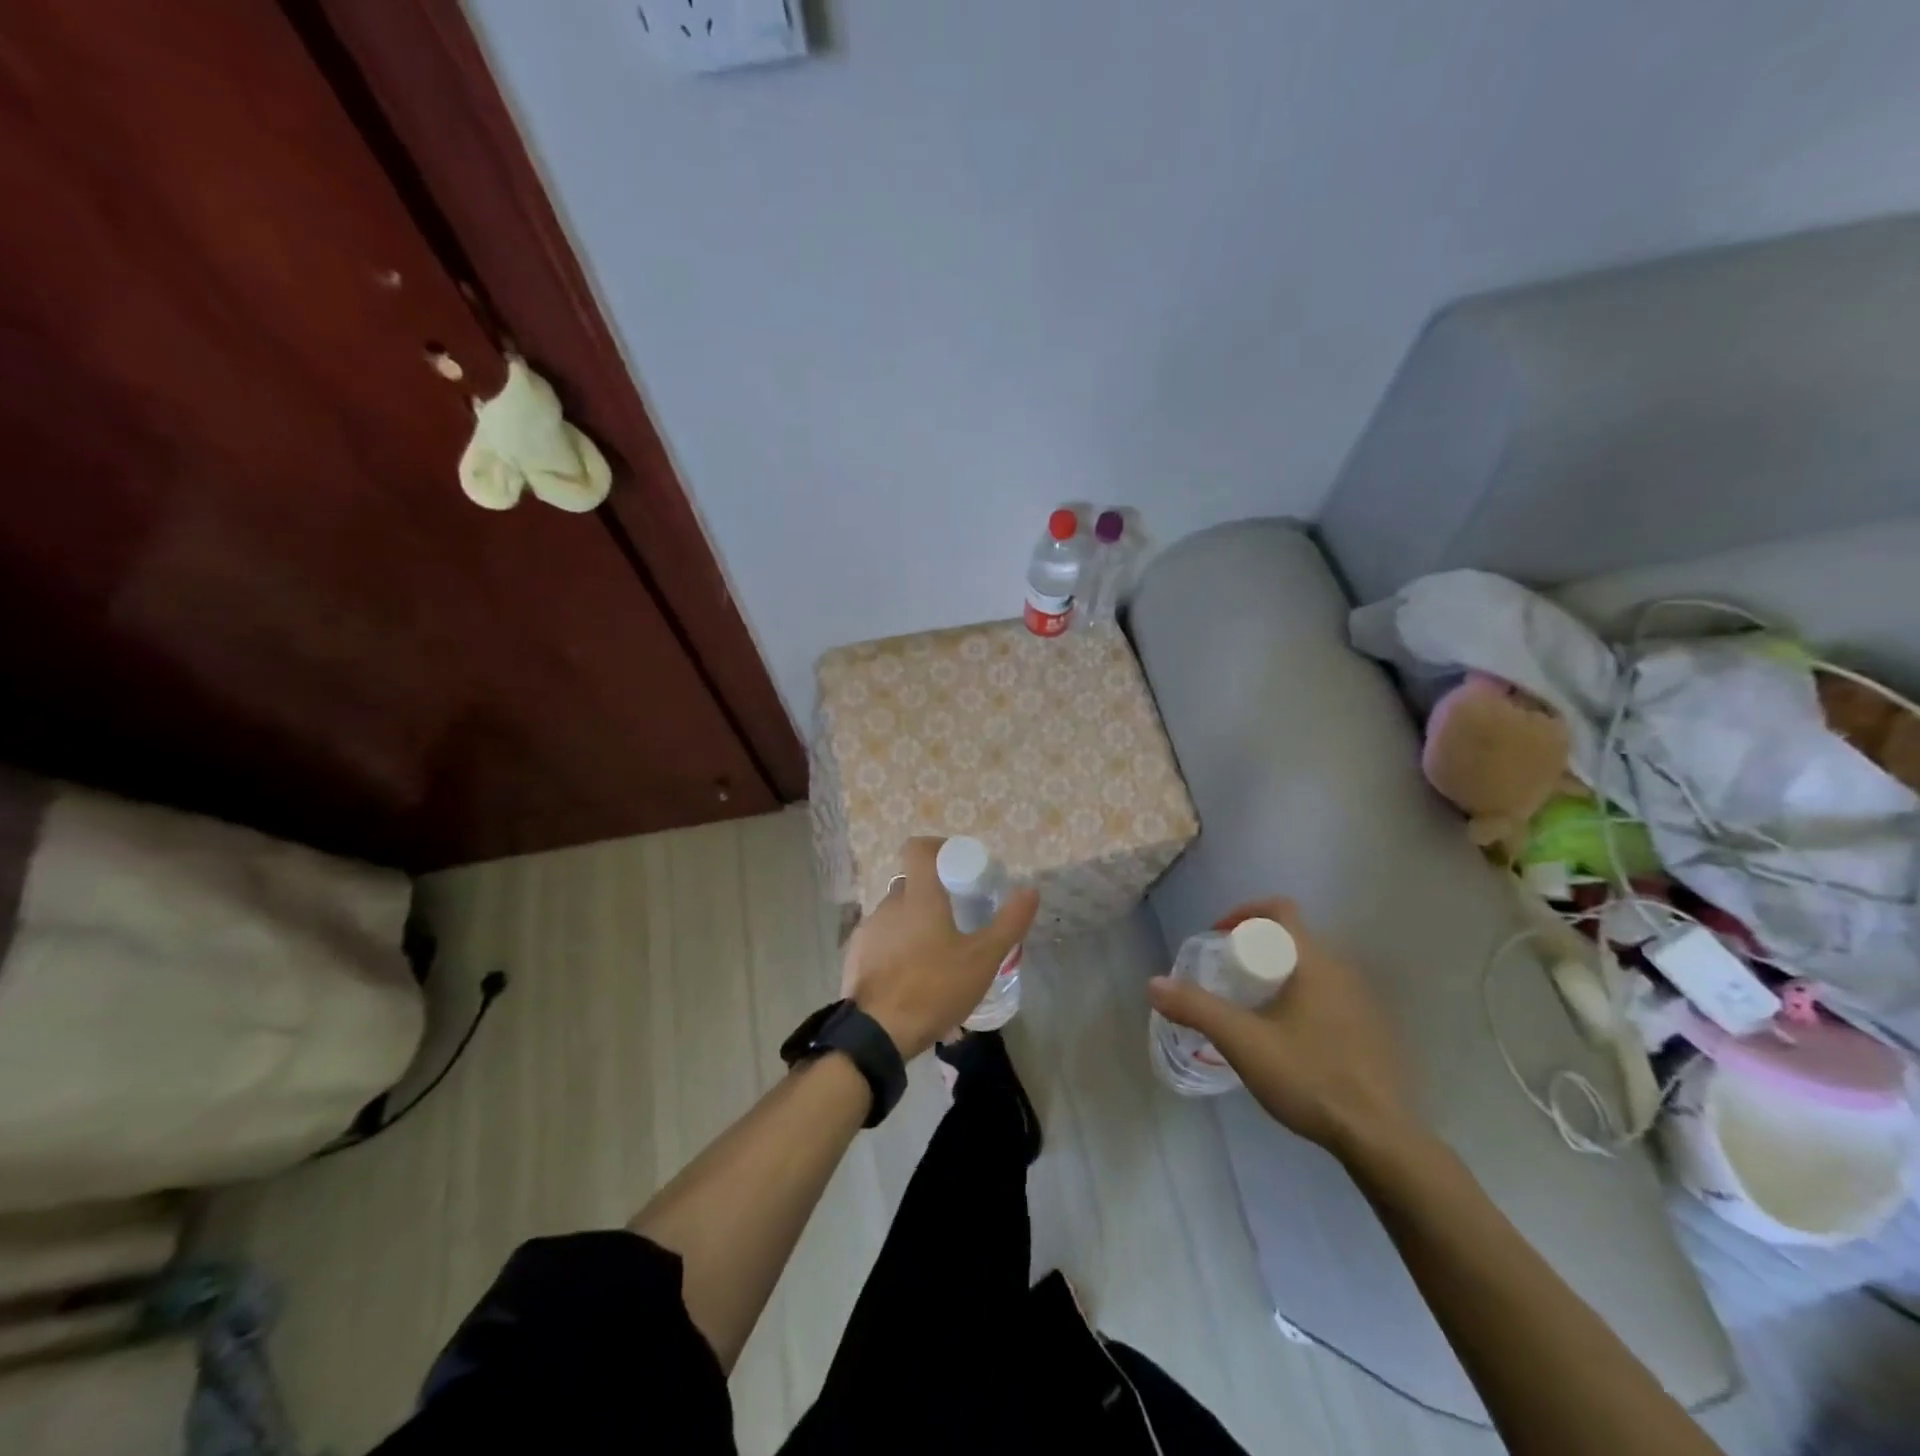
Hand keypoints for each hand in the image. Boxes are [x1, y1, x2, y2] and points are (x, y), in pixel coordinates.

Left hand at [841, 837, 1038, 1060]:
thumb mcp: (983, 958)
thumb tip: (1030, 890)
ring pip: (896, 914)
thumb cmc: (934, 987)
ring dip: (915, 924)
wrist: (877, 1033)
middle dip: (933, 894)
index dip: (937, 848)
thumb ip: (1009, 922)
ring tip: (938, 955)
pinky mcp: (855, 956)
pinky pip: (882, 940)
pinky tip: (913, 977)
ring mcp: (868, 930)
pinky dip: (897, 948)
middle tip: (958, 918)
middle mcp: (889, 904)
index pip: (918, 848)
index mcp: (918, 895)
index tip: (957, 865)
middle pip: (911, 884)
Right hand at [1147, 898, 1420, 1155]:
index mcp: (1313, 961)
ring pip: (1310, 968)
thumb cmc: (1309, 1076)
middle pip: (1292, 938)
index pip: (1280, 909)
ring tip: (1251, 1009)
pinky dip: (1300, 999)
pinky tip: (1287, 1040)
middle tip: (1227, 977)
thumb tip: (1154, 983)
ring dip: (1278, 975)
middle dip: (1255, 948)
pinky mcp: (1371, 1031)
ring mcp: (1362, 1002)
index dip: (1244, 912)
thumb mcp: (1242, 1042)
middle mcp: (1342, 971)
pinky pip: (1327, 995)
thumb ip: (1196, 1008)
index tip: (1219, 938)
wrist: (1381, 1138)